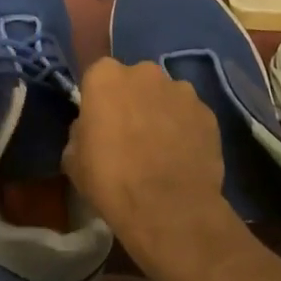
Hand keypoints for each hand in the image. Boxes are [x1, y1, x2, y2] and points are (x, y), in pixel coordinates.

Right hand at [63, 58, 233, 280]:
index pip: (98, 76)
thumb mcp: (73, 159)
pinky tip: (182, 157)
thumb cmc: (110, 180)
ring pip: (166, 96)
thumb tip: (90, 129)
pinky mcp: (208, 112)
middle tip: (130, 134)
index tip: (100, 121)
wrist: (168, 208)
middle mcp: (145, 72)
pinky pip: (190, 116)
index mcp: (106, 77)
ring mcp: (181, 90)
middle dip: (133, 100)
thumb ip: (81, 132)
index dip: (99, 99)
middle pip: (135, 81)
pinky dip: (186, 129)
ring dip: (161, 113)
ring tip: (161, 148)